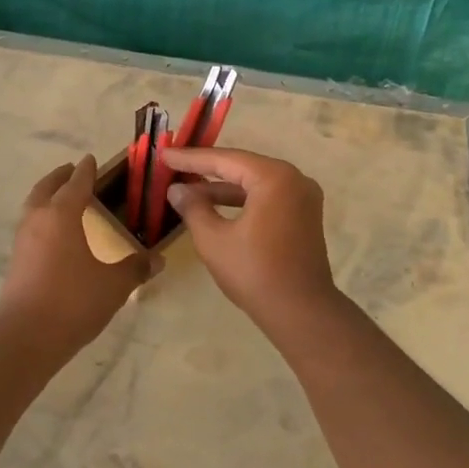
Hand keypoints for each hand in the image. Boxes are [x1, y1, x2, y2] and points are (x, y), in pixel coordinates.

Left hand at [0, 156, 153, 353]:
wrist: (27, 336)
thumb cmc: (74, 301)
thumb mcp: (114, 284)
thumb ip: (136, 268)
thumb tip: (157, 259)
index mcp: (62, 215)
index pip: (76, 183)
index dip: (86, 170)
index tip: (91, 159)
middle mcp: (38, 219)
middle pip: (47, 188)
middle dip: (60, 177)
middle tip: (72, 171)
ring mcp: (23, 240)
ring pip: (34, 205)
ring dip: (47, 195)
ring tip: (63, 198)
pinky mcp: (16, 260)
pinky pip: (30, 225)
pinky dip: (42, 217)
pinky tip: (54, 233)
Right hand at [159, 147, 338, 327]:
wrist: (301, 312)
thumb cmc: (254, 272)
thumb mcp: (213, 239)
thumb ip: (193, 208)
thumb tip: (176, 190)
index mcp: (274, 178)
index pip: (225, 160)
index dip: (191, 158)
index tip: (164, 155)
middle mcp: (294, 179)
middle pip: (242, 167)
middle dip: (207, 170)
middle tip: (174, 167)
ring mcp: (303, 198)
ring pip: (254, 184)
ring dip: (222, 189)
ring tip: (188, 191)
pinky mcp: (304, 216)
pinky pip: (267, 198)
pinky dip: (241, 201)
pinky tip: (215, 207)